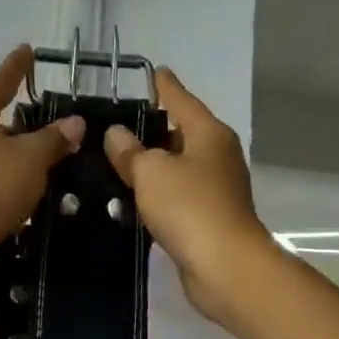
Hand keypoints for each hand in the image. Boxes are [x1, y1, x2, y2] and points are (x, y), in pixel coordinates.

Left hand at [0, 47, 84, 261]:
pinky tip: (14, 183)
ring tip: (33, 153)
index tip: (27, 50)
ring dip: (5, 147)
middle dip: (12, 113)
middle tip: (38, 112)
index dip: (18, 66)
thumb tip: (74, 122)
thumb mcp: (32, 159)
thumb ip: (54, 138)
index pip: (1, 80)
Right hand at [104, 68, 274, 324]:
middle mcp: (216, 155)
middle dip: (151, 128)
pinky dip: (156, 193)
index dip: (164, 85)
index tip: (152, 71)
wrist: (225, 267)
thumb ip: (130, 151)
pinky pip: (176, 195)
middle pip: (180, 132)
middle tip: (114, 124)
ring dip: (151, 165)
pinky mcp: (208, 218)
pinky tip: (131, 198)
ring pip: (177, 166)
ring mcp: (215, 188)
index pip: (181, 99)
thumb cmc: (190, 208)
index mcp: (208, 133)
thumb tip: (116, 134)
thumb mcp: (151, 172)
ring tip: (113, 161)